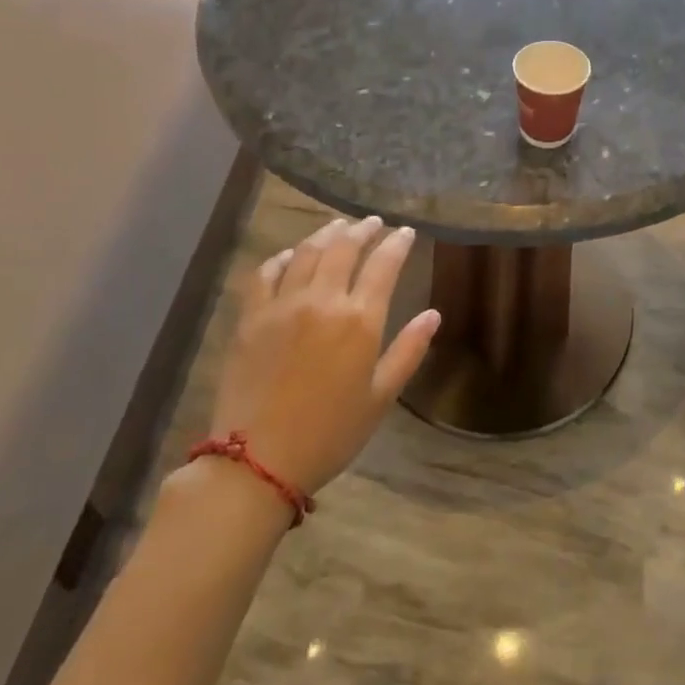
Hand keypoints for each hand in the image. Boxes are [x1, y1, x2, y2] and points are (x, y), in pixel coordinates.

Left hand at [208, 216, 439, 494]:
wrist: (257, 461)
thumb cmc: (330, 433)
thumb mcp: (381, 397)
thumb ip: (408, 351)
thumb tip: (433, 314)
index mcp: (360, 320)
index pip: (384, 264)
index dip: (397, 243)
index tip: (406, 232)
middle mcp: (323, 300)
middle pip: (344, 248)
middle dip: (363, 230)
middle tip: (373, 223)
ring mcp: (283, 305)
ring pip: (307, 252)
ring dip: (326, 234)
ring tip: (338, 227)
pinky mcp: (251, 317)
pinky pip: (266, 273)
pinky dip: (282, 257)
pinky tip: (291, 256)